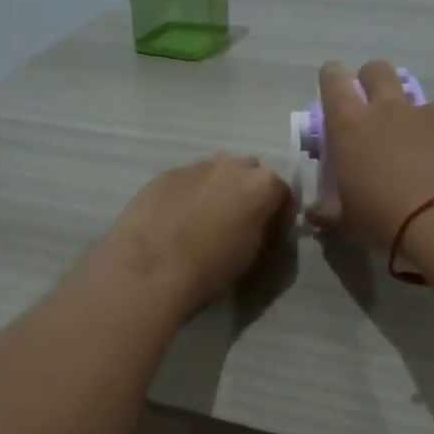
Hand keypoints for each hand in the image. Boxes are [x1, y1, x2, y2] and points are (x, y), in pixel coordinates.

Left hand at [90, 152, 293, 315]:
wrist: (151, 268)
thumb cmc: (211, 266)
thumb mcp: (252, 253)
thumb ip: (263, 227)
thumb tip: (260, 220)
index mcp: (262, 184)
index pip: (282, 193)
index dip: (279, 214)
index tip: (271, 233)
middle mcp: (232, 165)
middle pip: (249, 174)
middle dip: (247, 194)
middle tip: (237, 223)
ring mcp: (196, 166)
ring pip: (216, 173)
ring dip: (217, 191)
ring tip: (203, 221)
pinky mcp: (165, 174)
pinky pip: (187, 181)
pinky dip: (188, 195)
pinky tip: (176, 220)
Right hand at [308, 59, 433, 247]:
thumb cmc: (385, 220)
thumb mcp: (346, 224)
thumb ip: (326, 213)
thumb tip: (313, 213)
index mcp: (350, 126)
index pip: (333, 80)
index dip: (332, 76)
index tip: (333, 86)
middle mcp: (389, 108)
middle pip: (377, 70)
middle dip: (372, 80)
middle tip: (374, 109)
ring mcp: (431, 112)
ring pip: (421, 97)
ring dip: (418, 115)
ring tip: (425, 146)